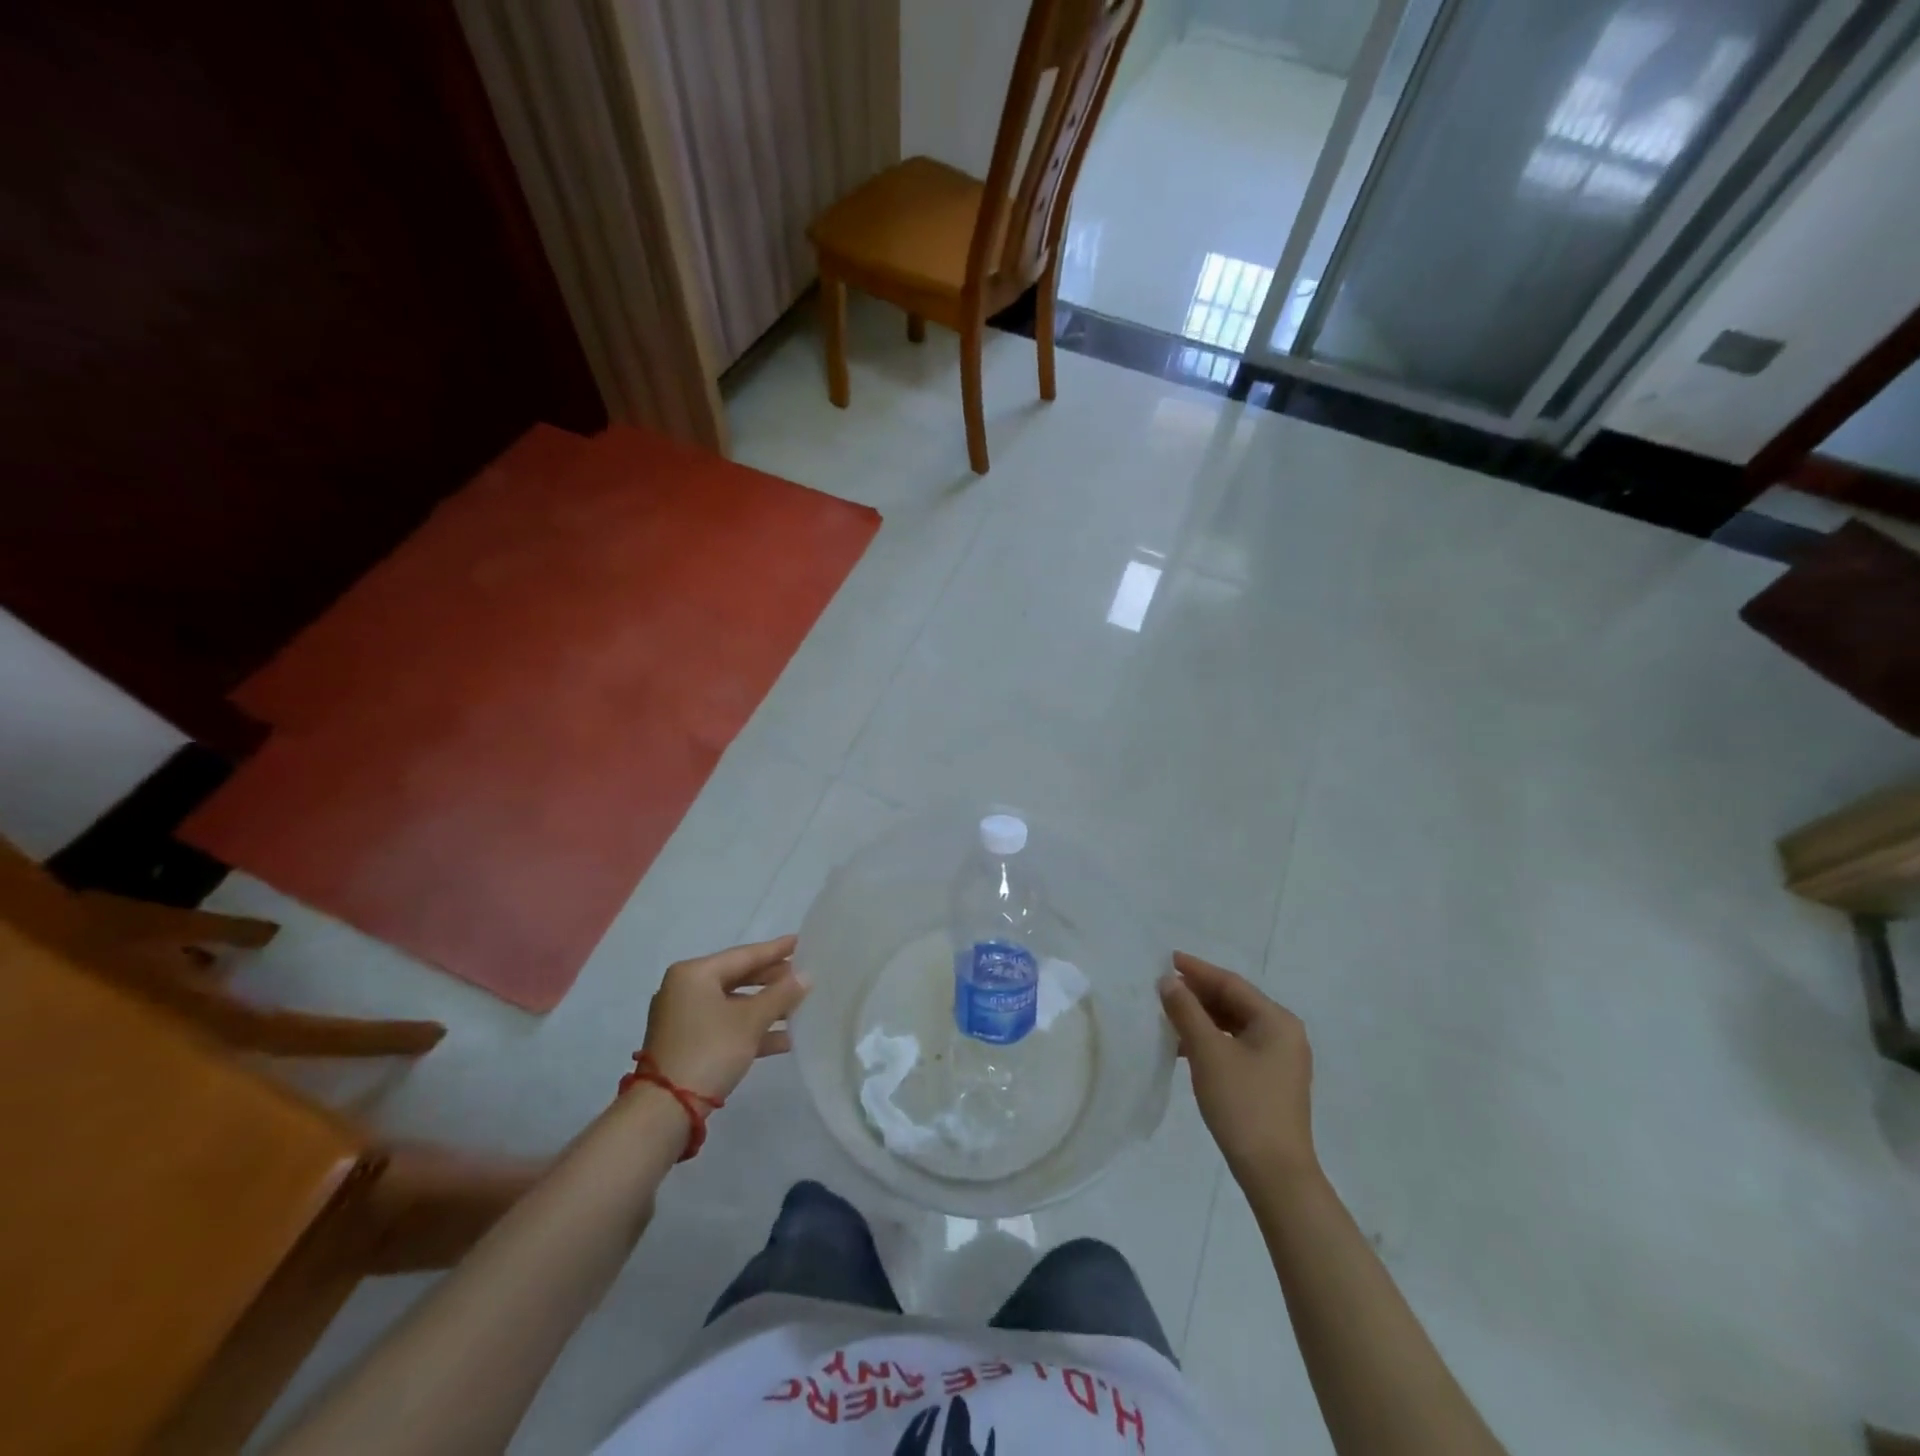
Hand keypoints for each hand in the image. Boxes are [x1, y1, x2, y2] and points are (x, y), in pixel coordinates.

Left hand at [640, 935, 809, 1100]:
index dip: (776, 950)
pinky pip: (726, 1025)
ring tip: (800, 1008)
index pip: (744, 955)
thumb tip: (805, 976)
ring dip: (766, 1008)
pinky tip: (784, 1039)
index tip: (801, 941)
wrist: (665, 1110)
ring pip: (734, 1004)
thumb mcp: (750, 1021)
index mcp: (694, 973)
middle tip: (804, 976)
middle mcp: (685, 989)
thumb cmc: (709, 1050)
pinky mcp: (687, 1043)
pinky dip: (751, 1029)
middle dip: (772, 981)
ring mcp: (684, 1018)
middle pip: (738, 978)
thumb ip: (780, 995)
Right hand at [1159, 951, 1316, 1185]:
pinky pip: (1237, 1045)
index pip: (1231, 983)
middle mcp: (1284, 1033)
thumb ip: (1186, 1011)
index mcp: (1276, 1020)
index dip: (1197, 970)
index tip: (1167, 958)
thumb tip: (1168, 981)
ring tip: (1169, 1014)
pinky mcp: (1271, 1081)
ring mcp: (1280, 1059)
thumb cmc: (1243, 1104)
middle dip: (1198, 994)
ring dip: (1202, 1018)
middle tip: (1163, 986)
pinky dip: (1212, 1040)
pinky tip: (1186, 1047)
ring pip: (1234, 1025)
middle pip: (1235, 1002)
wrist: (1275, 1173)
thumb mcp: (1208, 1052)